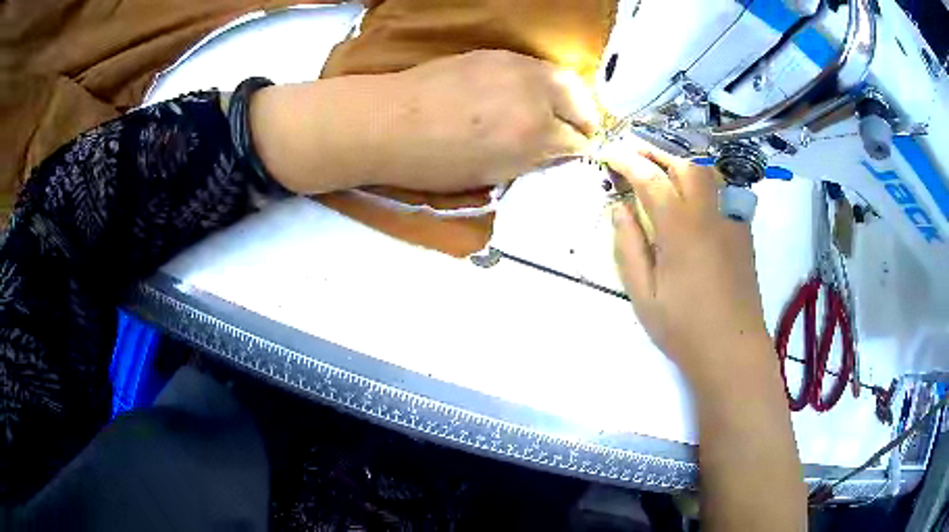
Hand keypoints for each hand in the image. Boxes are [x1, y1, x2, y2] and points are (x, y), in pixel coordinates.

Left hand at [250, 50, 598, 194]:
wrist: (387, 122)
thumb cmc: (431, 162)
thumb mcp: (489, 174)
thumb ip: (529, 160)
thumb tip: (552, 151)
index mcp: (532, 134)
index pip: (575, 142)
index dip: (576, 152)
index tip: (574, 155)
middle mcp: (533, 95)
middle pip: (580, 104)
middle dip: (584, 121)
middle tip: (578, 132)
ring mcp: (515, 68)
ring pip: (563, 79)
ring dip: (569, 97)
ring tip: (562, 110)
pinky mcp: (497, 54)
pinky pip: (536, 67)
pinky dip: (545, 81)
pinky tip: (533, 92)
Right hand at [606, 143, 770, 385]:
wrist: (732, 348)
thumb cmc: (683, 328)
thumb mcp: (643, 294)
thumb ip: (629, 247)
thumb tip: (619, 208)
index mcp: (681, 229)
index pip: (651, 178)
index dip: (627, 161)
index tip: (609, 153)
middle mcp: (709, 214)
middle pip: (684, 163)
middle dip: (656, 151)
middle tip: (633, 151)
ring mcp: (730, 219)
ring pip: (708, 170)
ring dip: (681, 159)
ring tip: (660, 164)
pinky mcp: (742, 230)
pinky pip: (722, 188)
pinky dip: (702, 176)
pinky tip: (692, 189)